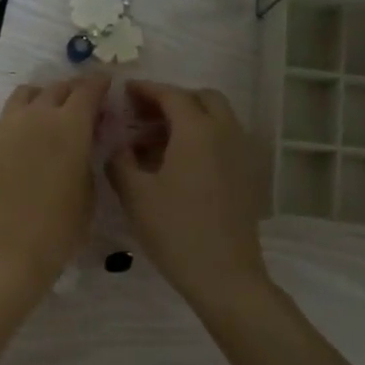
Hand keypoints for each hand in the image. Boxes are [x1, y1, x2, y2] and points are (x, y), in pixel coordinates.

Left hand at [0, 76, 110, 295]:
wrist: (1, 250)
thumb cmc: (57, 230)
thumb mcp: (88, 193)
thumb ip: (88, 157)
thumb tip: (85, 142)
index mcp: (71, 124)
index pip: (88, 89)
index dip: (101, 85)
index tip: (108, 87)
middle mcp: (38, 115)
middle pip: (58, 88)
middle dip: (75, 91)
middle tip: (87, 105)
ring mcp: (9, 126)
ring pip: (29, 94)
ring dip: (46, 96)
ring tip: (56, 115)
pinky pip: (12, 113)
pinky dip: (26, 112)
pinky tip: (34, 134)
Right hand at [106, 81, 268, 306]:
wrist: (224, 274)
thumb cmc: (175, 230)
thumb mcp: (135, 194)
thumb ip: (120, 160)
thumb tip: (118, 145)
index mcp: (197, 131)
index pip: (171, 95)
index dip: (146, 90)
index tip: (124, 92)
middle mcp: (225, 133)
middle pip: (201, 99)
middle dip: (172, 100)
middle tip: (142, 116)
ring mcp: (240, 154)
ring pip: (216, 119)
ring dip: (187, 119)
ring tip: (153, 142)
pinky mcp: (246, 175)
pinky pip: (223, 140)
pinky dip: (200, 138)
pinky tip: (176, 164)